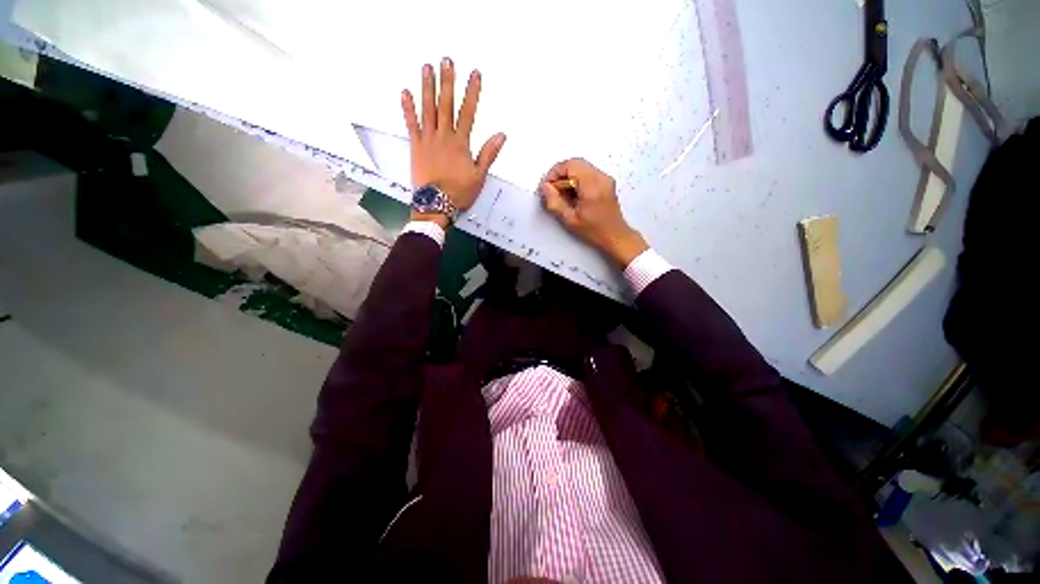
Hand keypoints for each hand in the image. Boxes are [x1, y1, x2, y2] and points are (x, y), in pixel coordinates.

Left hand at [401, 58, 506, 226]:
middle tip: (446, 60)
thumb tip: (501, 135)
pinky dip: (408, 108)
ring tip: (426, 67)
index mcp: (461, 143)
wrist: (436, 204)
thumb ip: (488, 154)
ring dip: (427, 87)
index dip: (472, 92)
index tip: (474, 74)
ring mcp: (428, 139)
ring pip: (427, 109)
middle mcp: (444, 136)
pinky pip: (411, 124)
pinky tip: (405, 92)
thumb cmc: (460, 192)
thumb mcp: (479, 176)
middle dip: (447, 82)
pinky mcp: (415, 146)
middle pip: (446, 105)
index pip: (468, 112)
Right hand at [540, 158, 648, 266]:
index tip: (547, 187)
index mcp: (592, 185)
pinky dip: (576, 179)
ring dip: (568, 177)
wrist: (615, 235)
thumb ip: (555, 202)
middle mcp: (600, 177)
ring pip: (580, 166)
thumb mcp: (569, 220)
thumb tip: (545, 187)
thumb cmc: (593, 230)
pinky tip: (573, 195)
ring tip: (562, 194)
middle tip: (553, 190)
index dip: (554, 173)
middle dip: (560, 174)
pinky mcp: (605, 180)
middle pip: (575, 163)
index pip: (570, 165)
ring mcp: (605, 177)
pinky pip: (587, 172)